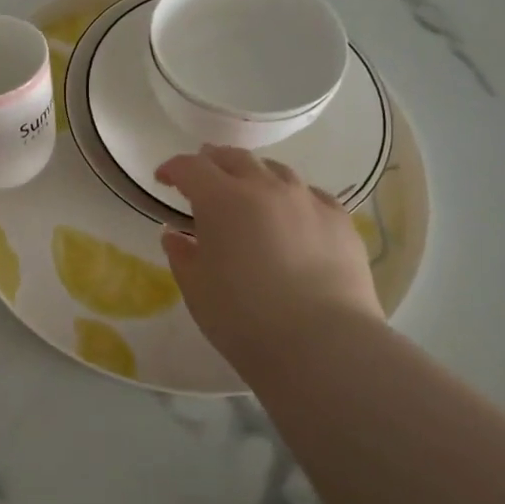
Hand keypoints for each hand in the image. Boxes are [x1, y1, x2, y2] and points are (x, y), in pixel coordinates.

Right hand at [155, 147, 383, 358]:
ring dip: (254, 174)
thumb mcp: (197, 288)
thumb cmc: (244, 318)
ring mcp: (307, 200)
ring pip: (275, 169)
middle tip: (203, 176)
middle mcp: (265, 187)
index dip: (173, 169)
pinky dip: (292, 197)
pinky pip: (311, 194)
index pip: (191, 167)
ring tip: (248, 190)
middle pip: (234, 158)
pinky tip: (292, 216)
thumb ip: (182, 255)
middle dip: (213, 162)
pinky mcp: (340, 220)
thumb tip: (176, 235)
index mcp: (221, 199)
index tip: (164, 179)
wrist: (323, 345)